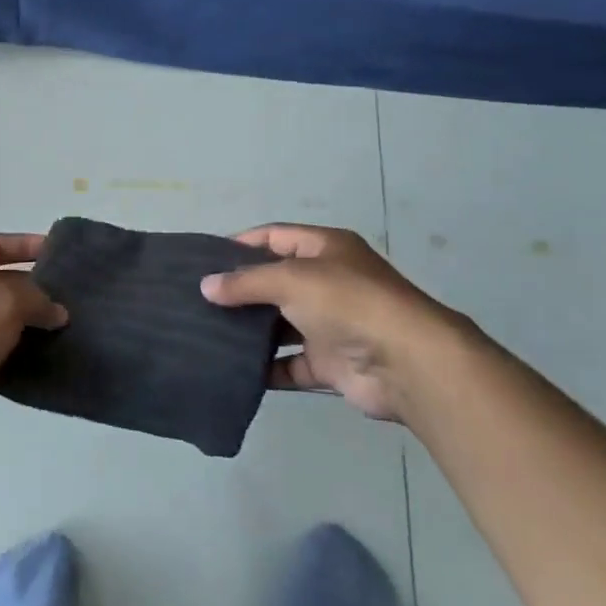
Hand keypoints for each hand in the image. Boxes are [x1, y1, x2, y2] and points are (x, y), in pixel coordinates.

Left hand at [0, 234, 68, 456]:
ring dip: (32, 323)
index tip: (56, 254)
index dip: (24, 244)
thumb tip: (57, 312)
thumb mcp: (7, 302)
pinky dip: (22, 353)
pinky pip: (0, 351)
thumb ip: (38, 298)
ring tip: (66, 328)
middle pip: (1, 281)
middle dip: (35, 287)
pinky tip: (48, 358)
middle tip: (70, 297)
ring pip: (3, 319)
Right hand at [201, 224, 476, 421]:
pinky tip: (234, 369)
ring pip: (281, 324)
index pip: (275, 236)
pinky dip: (266, 368)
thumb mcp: (291, 279)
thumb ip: (246, 282)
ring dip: (250, 330)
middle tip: (199, 299)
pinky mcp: (331, 363)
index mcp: (326, 249)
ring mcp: (331, 324)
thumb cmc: (348, 302)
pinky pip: (290, 364)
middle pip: (276, 281)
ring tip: (208, 333)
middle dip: (241, 289)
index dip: (242, 243)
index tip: (204, 258)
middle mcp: (329, 282)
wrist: (406, 363)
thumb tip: (206, 286)